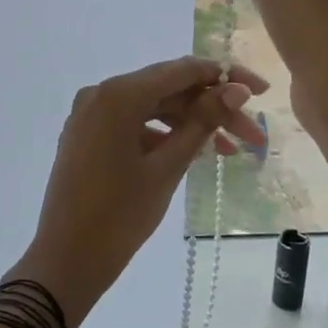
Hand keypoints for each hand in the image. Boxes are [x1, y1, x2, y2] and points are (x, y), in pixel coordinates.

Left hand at [11, 56, 267, 327]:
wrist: (67, 257)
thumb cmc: (119, 215)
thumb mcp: (166, 168)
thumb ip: (202, 123)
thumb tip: (235, 89)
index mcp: (118, 95)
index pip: (181, 70)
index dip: (224, 76)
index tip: (261, 91)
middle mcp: (100, 94)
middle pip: (167, 89)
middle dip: (212, 107)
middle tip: (253, 135)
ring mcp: (90, 115)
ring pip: (151, 107)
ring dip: (190, 123)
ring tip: (229, 151)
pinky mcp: (87, 136)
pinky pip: (132, 123)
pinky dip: (162, 134)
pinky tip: (191, 154)